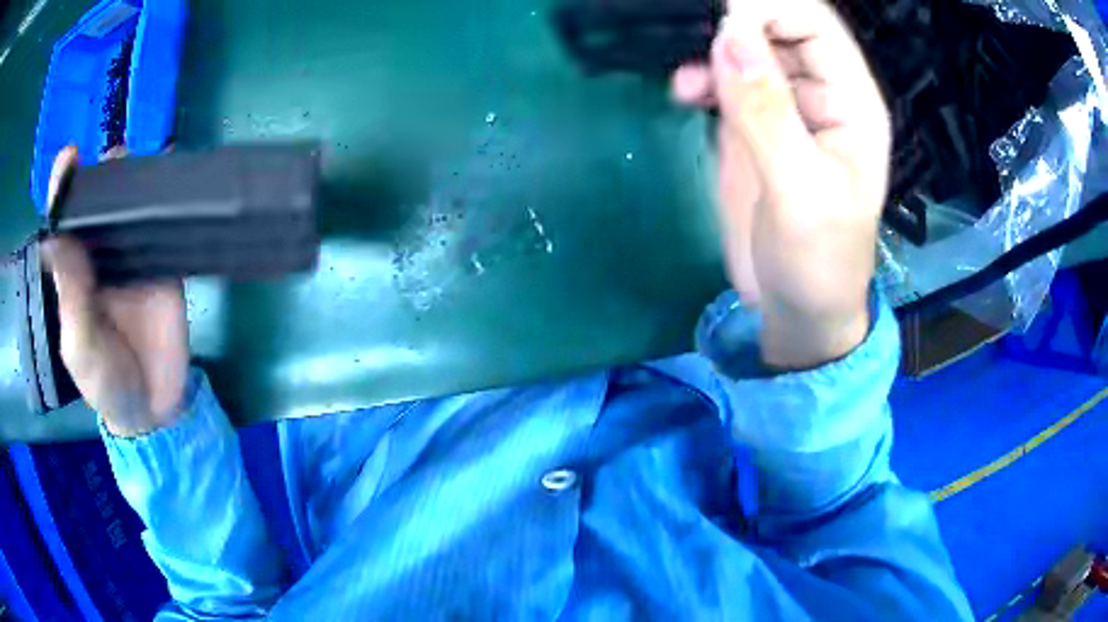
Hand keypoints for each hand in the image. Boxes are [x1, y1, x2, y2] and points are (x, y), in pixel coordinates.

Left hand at [42, 146, 189, 437]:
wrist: (153, 407)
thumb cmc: (105, 382)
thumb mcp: (80, 346)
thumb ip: (70, 296)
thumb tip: (52, 237)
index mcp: (74, 269)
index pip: (64, 221)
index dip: (63, 188)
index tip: (69, 158)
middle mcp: (100, 254)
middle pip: (99, 202)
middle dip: (103, 173)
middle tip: (113, 156)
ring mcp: (134, 255)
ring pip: (131, 205)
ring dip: (135, 178)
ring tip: (137, 160)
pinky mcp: (165, 263)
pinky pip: (164, 225)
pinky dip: (167, 201)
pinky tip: (172, 183)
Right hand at [672, 0, 890, 368]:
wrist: (798, 310)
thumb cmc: (818, 262)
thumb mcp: (801, 193)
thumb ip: (768, 114)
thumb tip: (730, 36)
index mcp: (851, 101)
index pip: (813, 23)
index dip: (767, 10)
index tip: (720, 25)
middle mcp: (820, 92)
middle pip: (778, 24)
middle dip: (734, 21)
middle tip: (694, 42)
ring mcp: (784, 105)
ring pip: (747, 45)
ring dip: (712, 47)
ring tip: (688, 80)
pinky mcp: (752, 124)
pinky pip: (725, 78)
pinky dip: (701, 75)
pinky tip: (684, 91)